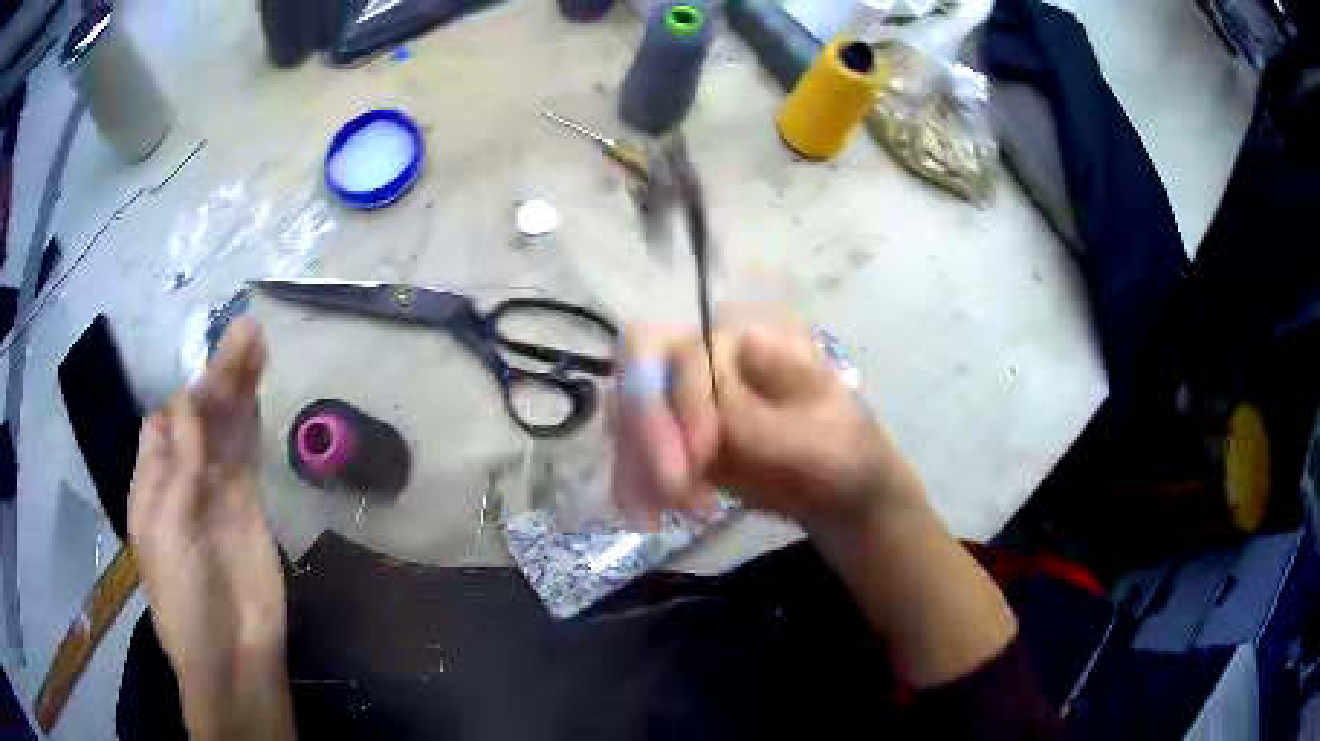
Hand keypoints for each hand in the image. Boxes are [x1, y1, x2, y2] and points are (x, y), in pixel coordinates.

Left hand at [128, 318, 293, 739]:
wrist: (232, 653)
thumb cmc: (182, 596)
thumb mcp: (165, 528)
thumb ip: (177, 465)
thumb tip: (188, 402)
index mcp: (152, 484)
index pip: (163, 424)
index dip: (182, 401)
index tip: (203, 391)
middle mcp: (184, 479)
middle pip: (200, 415)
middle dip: (218, 375)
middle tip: (244, 331)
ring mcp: (219, 491)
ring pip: (227, 426)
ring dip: (239, 385)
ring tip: (255, 339)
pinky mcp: (250, 505)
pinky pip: (247, 453)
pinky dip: (252, 420)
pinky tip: (257, 390)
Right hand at [612, 318, 927, 536]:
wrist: (841, 494)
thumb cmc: (841, 451)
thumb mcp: (814, 435)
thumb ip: (754, 422)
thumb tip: (702, 410)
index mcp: (746, 339)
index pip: (688, 349)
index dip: (685, 401)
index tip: (702, 458)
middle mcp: (705, 359)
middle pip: (642, 373)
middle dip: (648, 432)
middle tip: (670, 489)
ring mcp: (683, 400)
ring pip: (628, 415)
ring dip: (636, 465)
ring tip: (658, 514)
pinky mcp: (674, 441)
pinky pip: (634, 453)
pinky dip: (634, 484)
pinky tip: (648, 515)